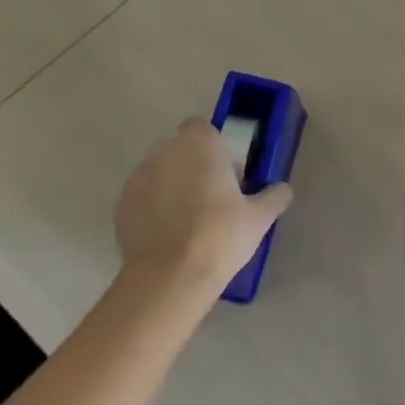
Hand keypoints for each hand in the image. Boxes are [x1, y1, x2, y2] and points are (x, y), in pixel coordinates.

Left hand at [115, 119, 292, 300]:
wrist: (170, 276)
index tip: (226, 173)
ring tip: (186, 221)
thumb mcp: (259, 218)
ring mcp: (138, 177)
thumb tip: (283, 189)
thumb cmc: (221, 235)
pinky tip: (166, 236)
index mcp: (199, 143)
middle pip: (180, 149)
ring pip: (159, 173)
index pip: (202, 128)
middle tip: (211, 198)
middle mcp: (164, 150)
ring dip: (170, 186)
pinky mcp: (121, 205)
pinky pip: (142, 199)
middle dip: (192, 166)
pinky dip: (152, 209)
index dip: (214, 147)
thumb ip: (273, 196)